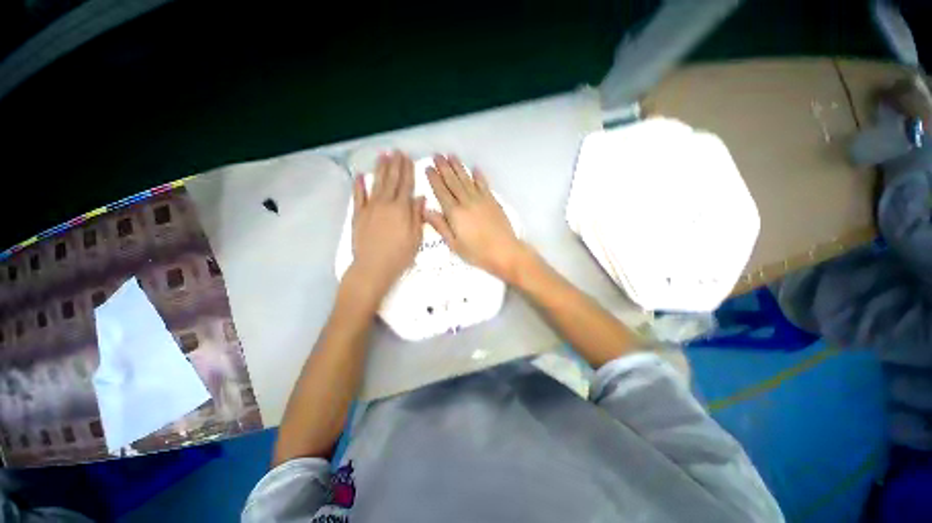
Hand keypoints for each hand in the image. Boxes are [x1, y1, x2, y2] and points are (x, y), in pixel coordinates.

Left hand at [350, 151, 424, 295]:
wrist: (373, 266)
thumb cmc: (400, 255)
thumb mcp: (416, 238)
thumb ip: (417, 216)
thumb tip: (420, 197)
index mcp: (402, 209)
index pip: (406, 185)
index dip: (408, 171)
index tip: (408, 158)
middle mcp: (385, 203)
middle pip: (392, 180)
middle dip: (395, 165)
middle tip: (397, 151)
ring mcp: (370, 207)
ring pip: (376, 183)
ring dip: (380, 169)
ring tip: (383, 156)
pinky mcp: (358, 215)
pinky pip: (358, 196)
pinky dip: (359, 185)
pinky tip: (360, 175)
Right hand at [424, 154, 527, 281]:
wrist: (504, 252)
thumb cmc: (477, 252)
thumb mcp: (454, 244)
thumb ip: (440, 226)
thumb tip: (426, 210)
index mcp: (455, 213)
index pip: (441, 192)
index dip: (434, 179)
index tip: (428, 167)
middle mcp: (467, 202)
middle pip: (453, 181)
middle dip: (444, 167)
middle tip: (437, 155)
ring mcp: (481, 200)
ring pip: (467, 179)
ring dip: (459, 167)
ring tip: (451, 155)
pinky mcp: (493, 201)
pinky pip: (484, 184)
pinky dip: (479, 176)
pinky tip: (475, 168)